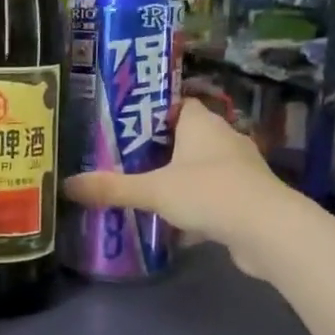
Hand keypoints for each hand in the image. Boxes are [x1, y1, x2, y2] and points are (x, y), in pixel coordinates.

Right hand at [63, 97, 286, 254]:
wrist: (268, 231)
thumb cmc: (209, 193)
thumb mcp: (153, 190)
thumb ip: (112, 188)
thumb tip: (67, 185)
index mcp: (203, 124)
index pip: (178, 104)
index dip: (153, 112)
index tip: (126, 124)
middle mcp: (225, 139)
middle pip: (187, 137)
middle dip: (160, 149)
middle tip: (125, 159)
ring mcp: (240, 169)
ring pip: (202, 168)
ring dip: (179, 178)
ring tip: (145, 189)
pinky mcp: (247, 198)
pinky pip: (214, 195)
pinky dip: (196, 205)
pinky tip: (174, 222)